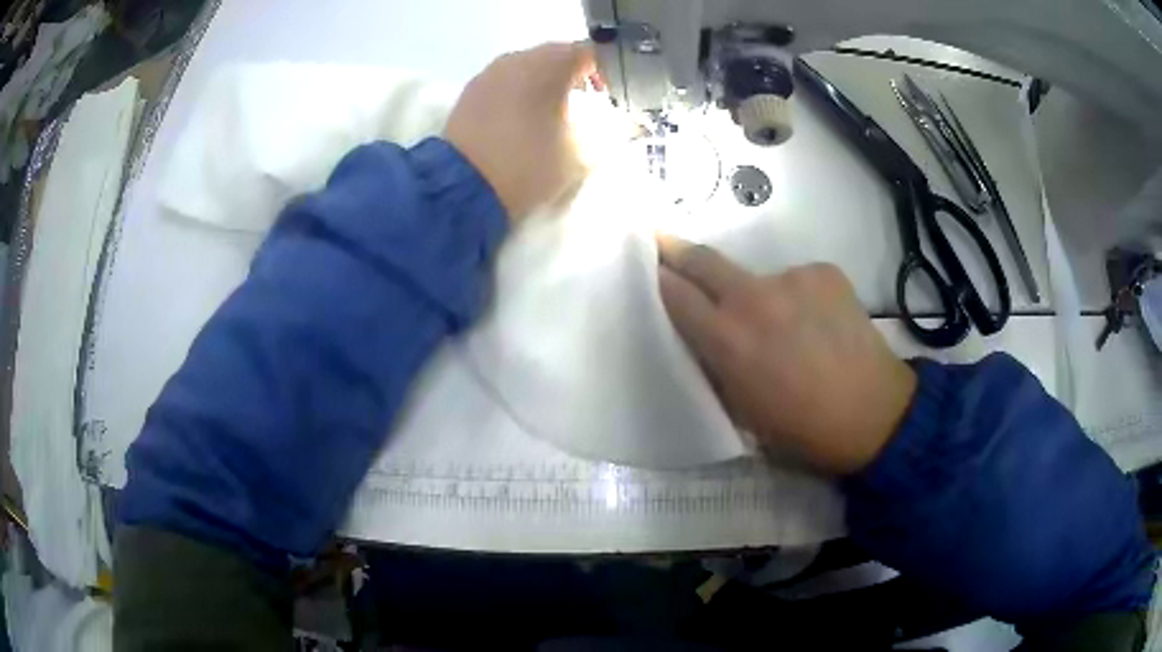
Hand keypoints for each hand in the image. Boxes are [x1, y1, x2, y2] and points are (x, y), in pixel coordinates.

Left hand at [445, 42, 595, 221]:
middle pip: (557, 55)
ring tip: (554, 112)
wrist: (462, 188)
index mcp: (550, 65)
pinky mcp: (471, 91)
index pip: (590, 53)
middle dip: (575, 75)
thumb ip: (611, 132)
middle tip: (587, 102)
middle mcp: (519, 58)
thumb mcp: (581, 153)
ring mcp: (490, 73)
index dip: (607, 72)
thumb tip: (627, 124)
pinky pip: (506, 81)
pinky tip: (524, 118)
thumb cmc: (528, 165)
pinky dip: (521, 91)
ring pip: (528, 67)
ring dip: (546, 83)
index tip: (612, 96)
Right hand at [657, 236, 916, 473]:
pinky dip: (798, 298)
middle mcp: (753, 297)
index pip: (675, 294)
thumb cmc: (801, 429)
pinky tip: (818, 324)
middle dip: (677, 250)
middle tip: (662, 241)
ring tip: (786, 327)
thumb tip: (704, 336)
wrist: (872, 414)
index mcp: (727, 339)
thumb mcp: (741, 410)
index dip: (658, 280)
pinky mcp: (824, 271)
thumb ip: (716, 366)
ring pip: (759, 277)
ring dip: (760, 294)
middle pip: (703, 260)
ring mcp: (792, 278)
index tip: (649, 269)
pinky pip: (797, 280)